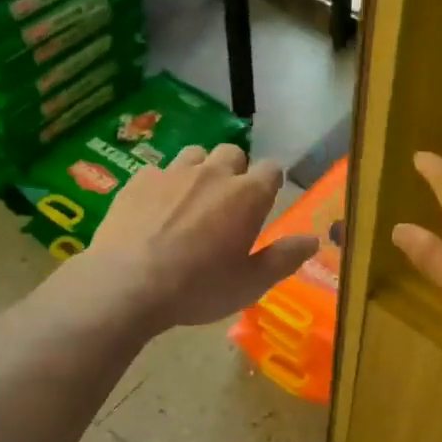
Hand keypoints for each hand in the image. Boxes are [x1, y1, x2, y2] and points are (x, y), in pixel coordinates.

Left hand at [87, 144, 317, 329]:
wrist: (127, 285)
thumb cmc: (198, 288)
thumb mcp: (250, 283)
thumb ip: (284, 258)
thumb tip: (313, 240)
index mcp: (247, 196)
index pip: (272, 169)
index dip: (271, 183)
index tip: (265, 202)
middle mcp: (213, 173)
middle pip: (233, 153)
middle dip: (235, 171)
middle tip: (228, 204)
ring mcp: (173, 173)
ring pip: (195, 155)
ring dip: (200, 170)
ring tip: (192, 201)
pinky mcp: (139, 179)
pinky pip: (159, 170)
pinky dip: (164, 184)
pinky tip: (155, 210)